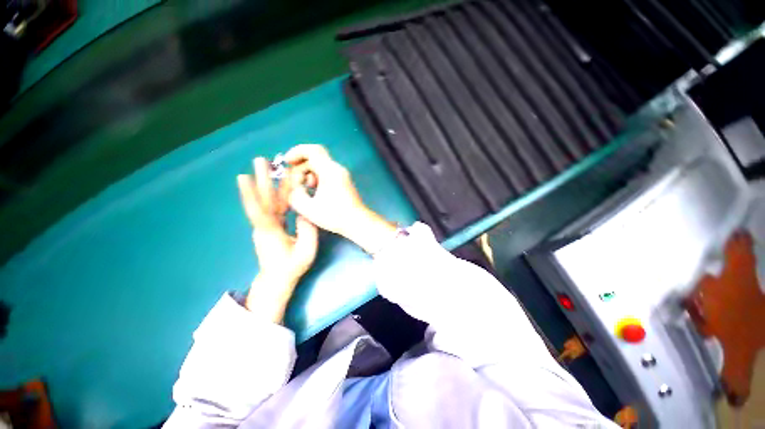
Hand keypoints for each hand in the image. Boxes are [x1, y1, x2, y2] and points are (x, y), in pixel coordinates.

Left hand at [237, 157, 318, 319]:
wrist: (278, 279)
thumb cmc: (292, 267)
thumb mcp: (306, 250)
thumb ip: (307, 230)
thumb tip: (306, 211)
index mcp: (270, 232)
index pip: (259, 211)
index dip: (250, 194)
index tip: (243, 176)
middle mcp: (264, 225)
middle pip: (262, 200)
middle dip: (260, 179)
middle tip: (260, 160)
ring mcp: (266, 225)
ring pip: (268, 201)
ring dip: (268, 183)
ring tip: (268, 167)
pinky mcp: (270, 226)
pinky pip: (273, 206)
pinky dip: (276, 194)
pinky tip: (278, 184)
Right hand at [285, 144, 395, 253]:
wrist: (357, 222)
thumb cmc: (335, 216)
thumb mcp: (308, 208)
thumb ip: (295, 194)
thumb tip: (295, 186)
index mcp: (329, 171)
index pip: (312, 150)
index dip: (296, 152)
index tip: (287, 162)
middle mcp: (337, 169)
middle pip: (315, 157)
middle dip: (300, 166)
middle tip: (296, 182)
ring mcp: (341, 175)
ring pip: (320, 165)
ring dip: (307, 173)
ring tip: (304, 189)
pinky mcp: (343, 181)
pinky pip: (326, 173)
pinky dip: (316, 178)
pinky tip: (313, 191)